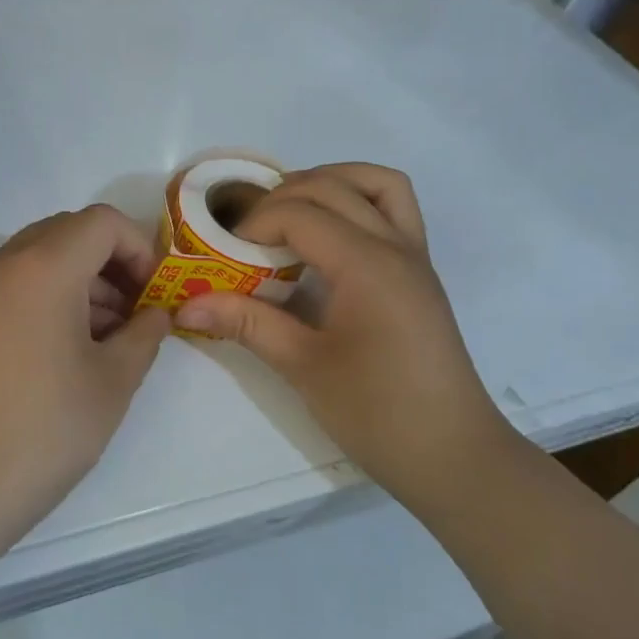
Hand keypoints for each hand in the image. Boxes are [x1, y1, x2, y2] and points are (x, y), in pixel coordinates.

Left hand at [0, 205, 171, 547]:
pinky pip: (14, 284)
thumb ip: (144, 336)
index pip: (102, 222)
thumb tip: (156, 314)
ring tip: (104, 341)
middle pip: (69, 232)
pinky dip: (47, 297)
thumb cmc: (41, 429)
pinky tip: (63, 351)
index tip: (153, 295)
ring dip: (80, 281)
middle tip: (133, 314)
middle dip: (110, 263)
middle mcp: (4, 263)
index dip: (138, 249)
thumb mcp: (112, 383)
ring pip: (39, 257)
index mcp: (44, 266)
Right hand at [176, 164, 510, 494]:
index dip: (255, 224)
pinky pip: (395, 208)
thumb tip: (184, 304)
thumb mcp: (303, 368)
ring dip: (330, 182)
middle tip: (248, 236)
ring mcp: (415, 255)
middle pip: (332, 187)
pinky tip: (330, 237)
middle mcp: (395, 245)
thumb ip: (246, 323)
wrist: (454, 456)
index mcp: (366, 265)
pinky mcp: (421, 271)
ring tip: (292, 214)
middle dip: (281, 198)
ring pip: (376, 182)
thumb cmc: (377, 414)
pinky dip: (359, 200)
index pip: (300, 213)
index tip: (227, 255)